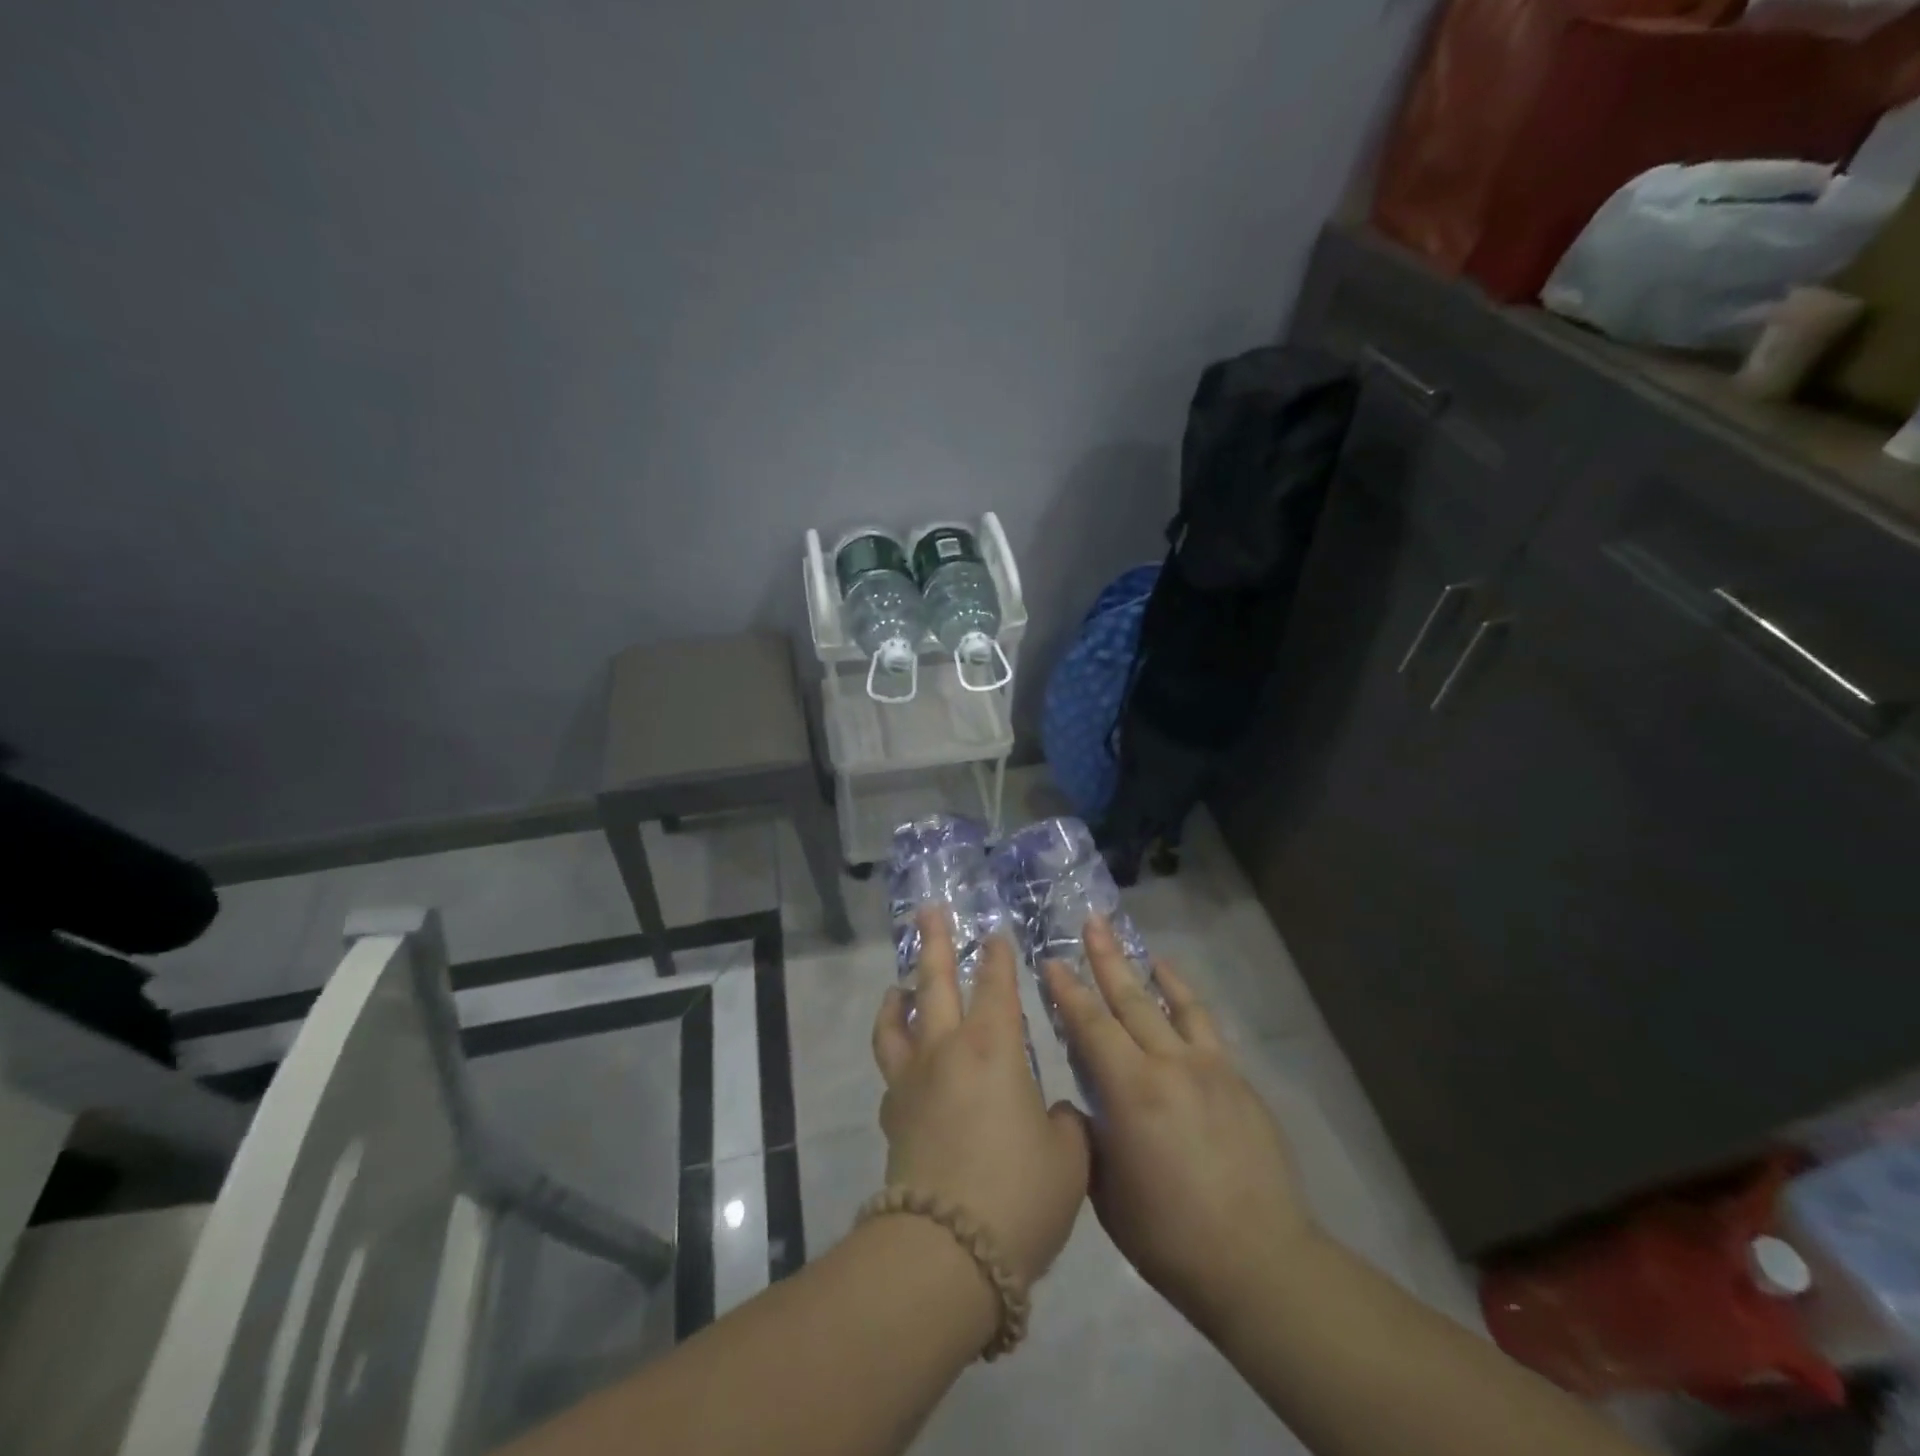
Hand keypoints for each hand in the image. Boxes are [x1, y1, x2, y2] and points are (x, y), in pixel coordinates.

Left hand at [872, 911, 1090, 1287]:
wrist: (946, 1251)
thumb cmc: (1018, 1195)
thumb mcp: (1068, 1159)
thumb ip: (1066, 1124)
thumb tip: (1054, 1114)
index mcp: (994, 1047)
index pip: (997, 985)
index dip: (998, 957)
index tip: (996, 935)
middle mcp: (948, 1049)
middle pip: (935, 982)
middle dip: (935, 943)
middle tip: (928, 912)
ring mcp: (912, 1080)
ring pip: (898, 1020)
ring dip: (899, 995)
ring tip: (899, 984)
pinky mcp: (892, 1114)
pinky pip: (890, 1066)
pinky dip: (894, 1049)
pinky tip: (903, 1058)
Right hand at [1042, 918, 1317, 1335]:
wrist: (1259, 1261)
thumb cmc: (1168, 1235)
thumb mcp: (1106, 1188)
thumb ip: (1091, 1134)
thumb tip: (1084, 1103)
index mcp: (1132, 1092)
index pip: (1091, 1026)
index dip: (1068, 991)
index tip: (1051, 961)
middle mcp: (1170, 1065)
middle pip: (1131, 999)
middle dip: (1106, 959)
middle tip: (1091, 922)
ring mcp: (1210, 1069)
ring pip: (1175, 1004)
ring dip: (1150, 971)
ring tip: (1137, 946)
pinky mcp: (1238, 1081)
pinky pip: (1206, 1027)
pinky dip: (1187, 1002)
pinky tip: (1179, 993)